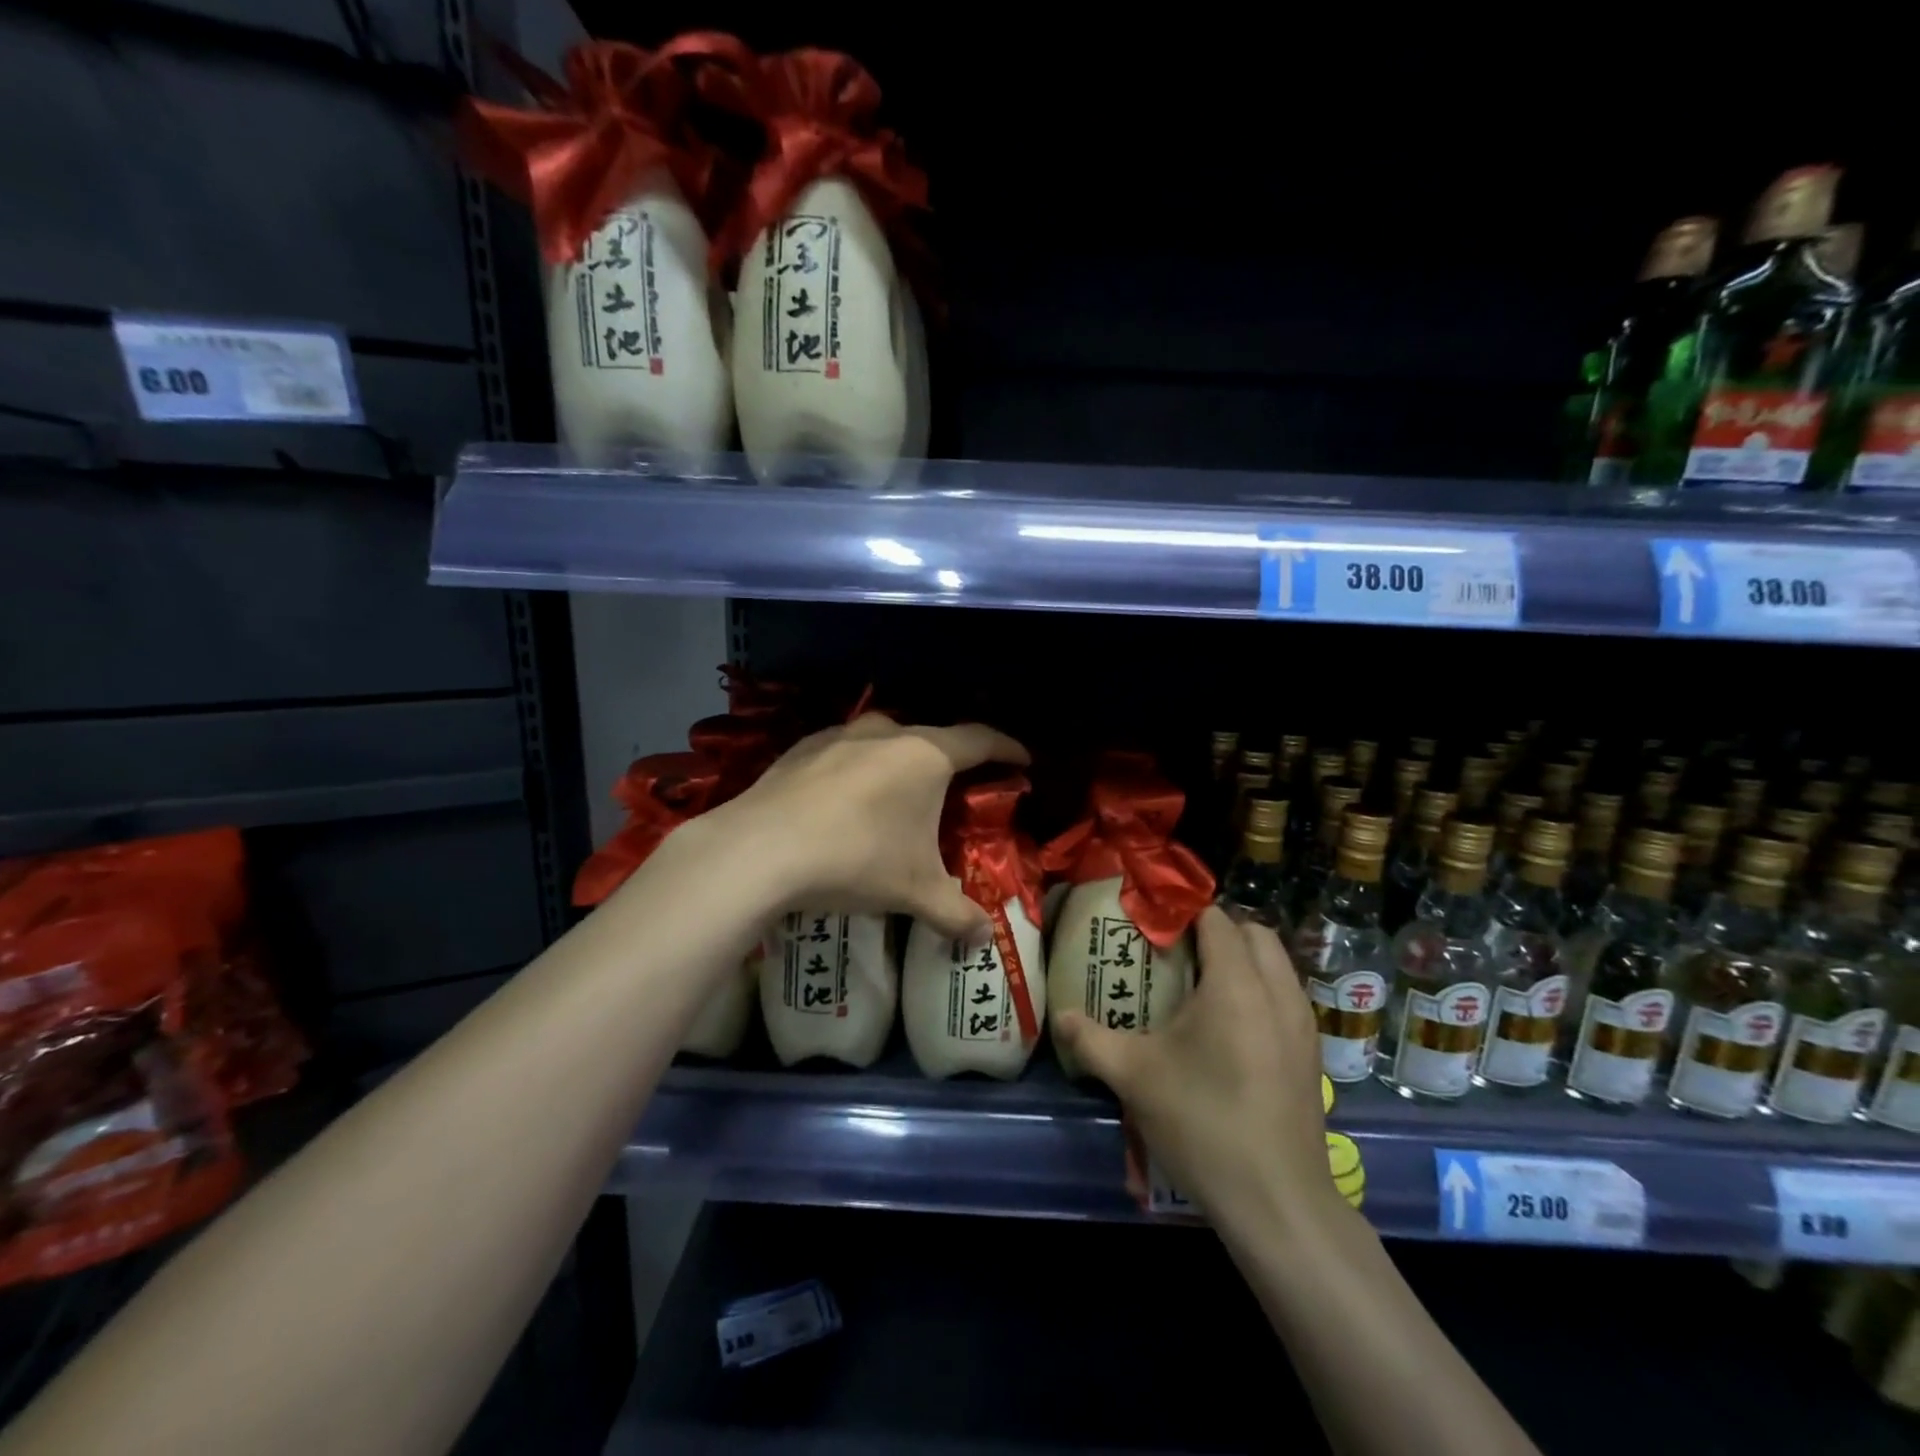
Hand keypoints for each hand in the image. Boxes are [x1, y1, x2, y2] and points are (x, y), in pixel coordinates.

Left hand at [711, 714, 1029, 938]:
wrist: (761, 849)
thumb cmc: (856, 859)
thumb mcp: (914, 891)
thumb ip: (955, 914)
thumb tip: (983, 938)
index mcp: (926, 755)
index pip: (981, 740)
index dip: (1007, 748)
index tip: (1023, 759)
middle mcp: (886, 733)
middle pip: (932, 739)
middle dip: (951, 761)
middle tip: (957, 789)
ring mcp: (839, 736)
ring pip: (885, 743)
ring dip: (900, 764)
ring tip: (899, 796)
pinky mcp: (802, 748)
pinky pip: (844, 754)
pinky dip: (857, 771)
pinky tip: (844, 802)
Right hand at [1054, 907, 1338, 1226]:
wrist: (1277, 1203)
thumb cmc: (1202, 1124)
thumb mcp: (1134, 1078)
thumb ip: (1090, 1040)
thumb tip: (1060, 1016)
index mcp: (1235, 985)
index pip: (1216, 919)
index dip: (1182, 914)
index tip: (1151, 927)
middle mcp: (1277, 992)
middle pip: (1253, 933)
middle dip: (1217, 931)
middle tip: (1176, 952)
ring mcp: (1301, 1024)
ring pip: (1276, 964)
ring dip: (1242, 960)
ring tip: (1199, 986)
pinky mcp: (1311, 1054)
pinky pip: (1285, 996)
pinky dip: (1259, 990)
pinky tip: (1227, 1027)